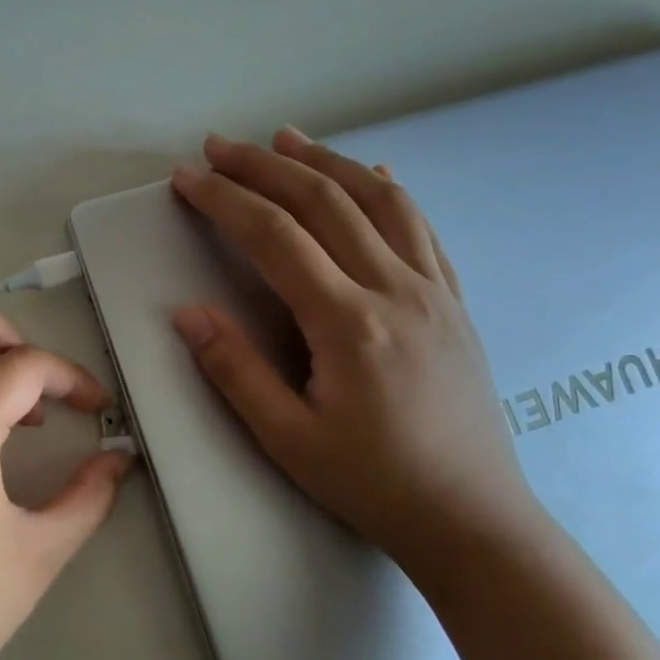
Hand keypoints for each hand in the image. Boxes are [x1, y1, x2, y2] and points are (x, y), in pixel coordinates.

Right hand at [169, 128, 548, 581]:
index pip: (274, 236)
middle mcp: (396, 289)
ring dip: (326, 161)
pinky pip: (421, 228)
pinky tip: (372, 173)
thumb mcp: (287, 438)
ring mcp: (434, 290)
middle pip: (324, 201)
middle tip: (218, 146)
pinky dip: (388, 190)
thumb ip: (234, 370)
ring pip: (378, 200)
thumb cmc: (373, 483)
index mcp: (349, 322)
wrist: (474, 520)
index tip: (186, 179)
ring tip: (286, 139)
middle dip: (263, 166)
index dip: (224, 200)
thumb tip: (187, 313)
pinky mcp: (454, 301)